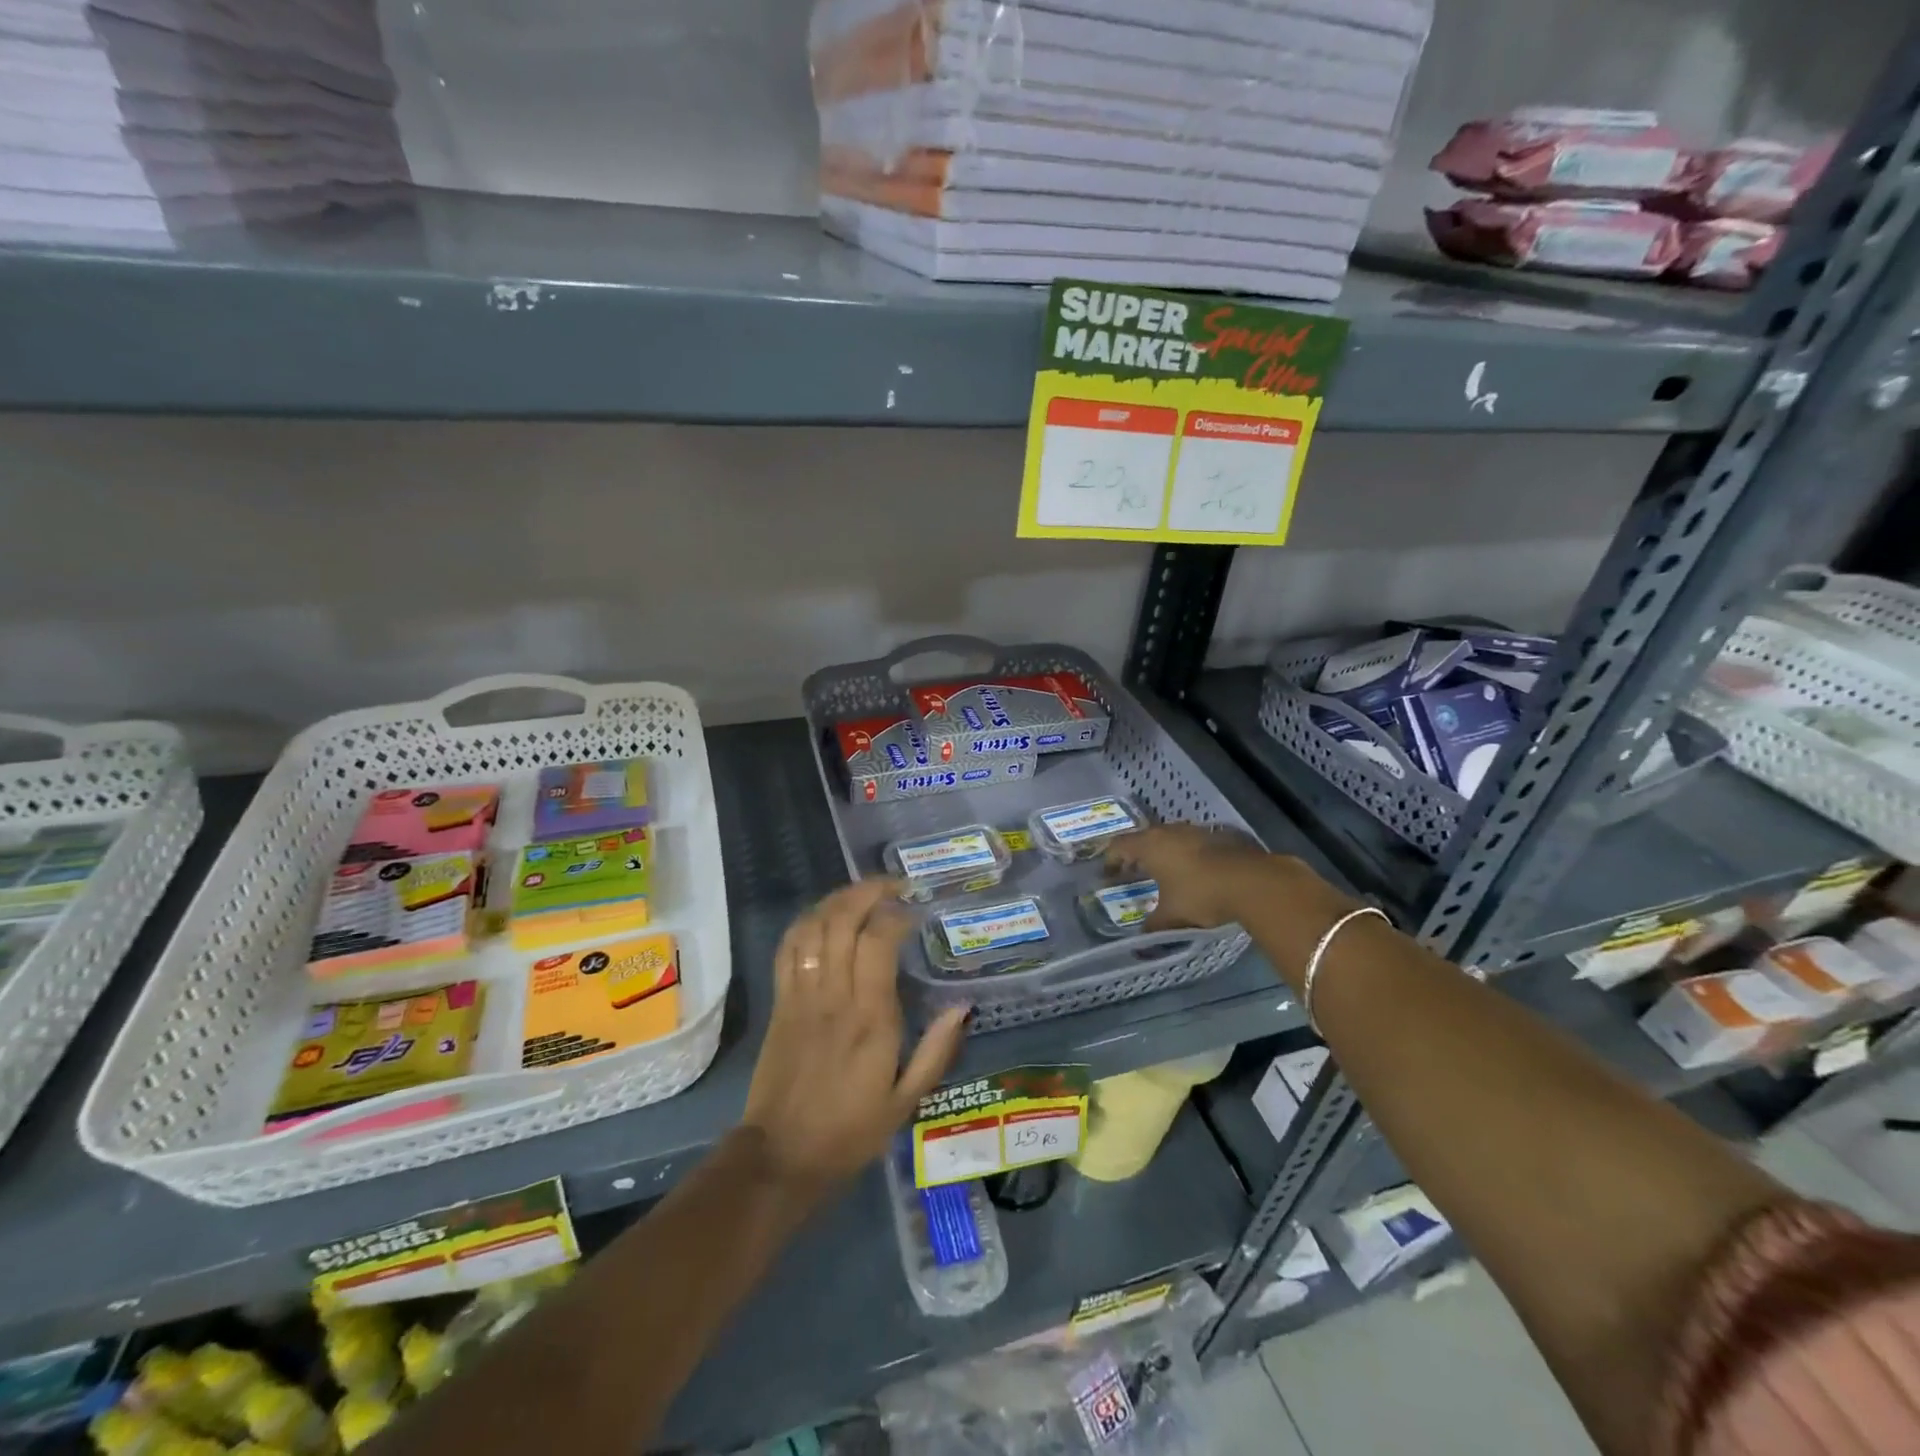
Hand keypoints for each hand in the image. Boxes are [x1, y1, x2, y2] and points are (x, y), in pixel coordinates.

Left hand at [742, 879, 968, 1192]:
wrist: (782, 1156)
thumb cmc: (850, 1131)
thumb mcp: (906, 1101)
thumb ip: (936, 1051)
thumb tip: (963, 1006)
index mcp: (870, 1018)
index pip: (879, 941)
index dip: (897, 914)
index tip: (916, 909)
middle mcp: (834, 996)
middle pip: (842, 920)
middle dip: (867, 891)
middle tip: (893, 885)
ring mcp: (802, 995)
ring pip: (813, 926)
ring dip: (838, 900)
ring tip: (863, 893)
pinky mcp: (780, 1002)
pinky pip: (788, 948)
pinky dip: (805, 922)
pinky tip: (824, 916)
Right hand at [1104, 823, 1286, 928]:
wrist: (1252, 881)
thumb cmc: (1201, 895)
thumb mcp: (1172, 916)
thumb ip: (1154, 927)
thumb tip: (1141, 943)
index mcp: (1150, 845)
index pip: (1119, 845)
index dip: (1111, 859)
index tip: (1109, 874)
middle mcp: (1170, 831)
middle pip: (1145, 838)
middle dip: (1138, 854)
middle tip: (1134, 872)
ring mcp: (1197, 831)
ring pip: (1172, 838)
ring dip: (1165, 852)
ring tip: (1166, 872)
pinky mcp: (1220, 835)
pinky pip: (1195, 843)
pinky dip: (1189, 855)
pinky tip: (1197, 872)